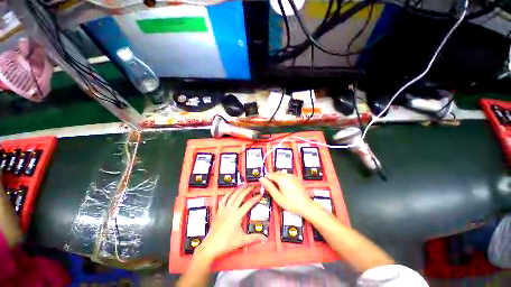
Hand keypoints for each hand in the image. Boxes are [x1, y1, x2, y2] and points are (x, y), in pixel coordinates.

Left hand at [194, 184, 266, 261]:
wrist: (211, 246)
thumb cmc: (227, 243)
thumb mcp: (242, 240)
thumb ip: (254, 238)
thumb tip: (264, 238)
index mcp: (237, 215)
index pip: (249, 203)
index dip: (255, 198)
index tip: (260, 194)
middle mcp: (231, 209)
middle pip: (241, 195)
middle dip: (248, 189)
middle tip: (253, 185)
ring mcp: (224, 208)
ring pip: (233, 195)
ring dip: (239, 188)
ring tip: (244, 184)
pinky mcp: (219, 210)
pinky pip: (224, 198)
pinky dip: (228, 193)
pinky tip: (232, 191)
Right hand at [259, 172, 314, 215]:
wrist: (306, 206)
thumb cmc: (291, 203)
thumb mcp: (277, 197)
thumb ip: (269, 186)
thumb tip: (261, 179)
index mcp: (281, 178)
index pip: (270, 174)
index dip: (267, 180)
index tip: (268, 188)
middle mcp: (287, 174)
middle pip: (275, 173)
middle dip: (273, 180)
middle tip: (275, 191)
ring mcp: (293, 176)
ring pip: (281, 174)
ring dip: (278, 179)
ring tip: (281, 190)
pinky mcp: (297, 178)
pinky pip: (287, 176)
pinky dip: (284, 179)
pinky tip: (287, 188)